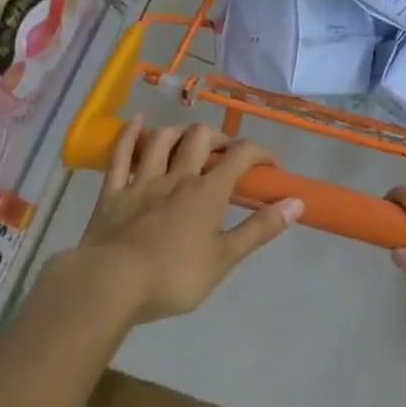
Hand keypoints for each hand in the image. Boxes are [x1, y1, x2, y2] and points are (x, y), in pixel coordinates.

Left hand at [76, 119, 301, 323]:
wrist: (109, 284)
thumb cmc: (173, 277)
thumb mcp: (224, 259)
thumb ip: (259, 229)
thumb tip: (296, 202)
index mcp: (207, 192)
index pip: (241, 156)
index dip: (261, 153)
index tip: (271, 166)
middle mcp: (177, 177)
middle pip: (200, 138)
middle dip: (219, 138)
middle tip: (226, 153)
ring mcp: (142, 181)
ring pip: (162, 140)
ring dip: (178, 132)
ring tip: (188, 139)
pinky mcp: (112, 192)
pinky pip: (121, 155)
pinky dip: (130, 135)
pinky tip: (137, 122)